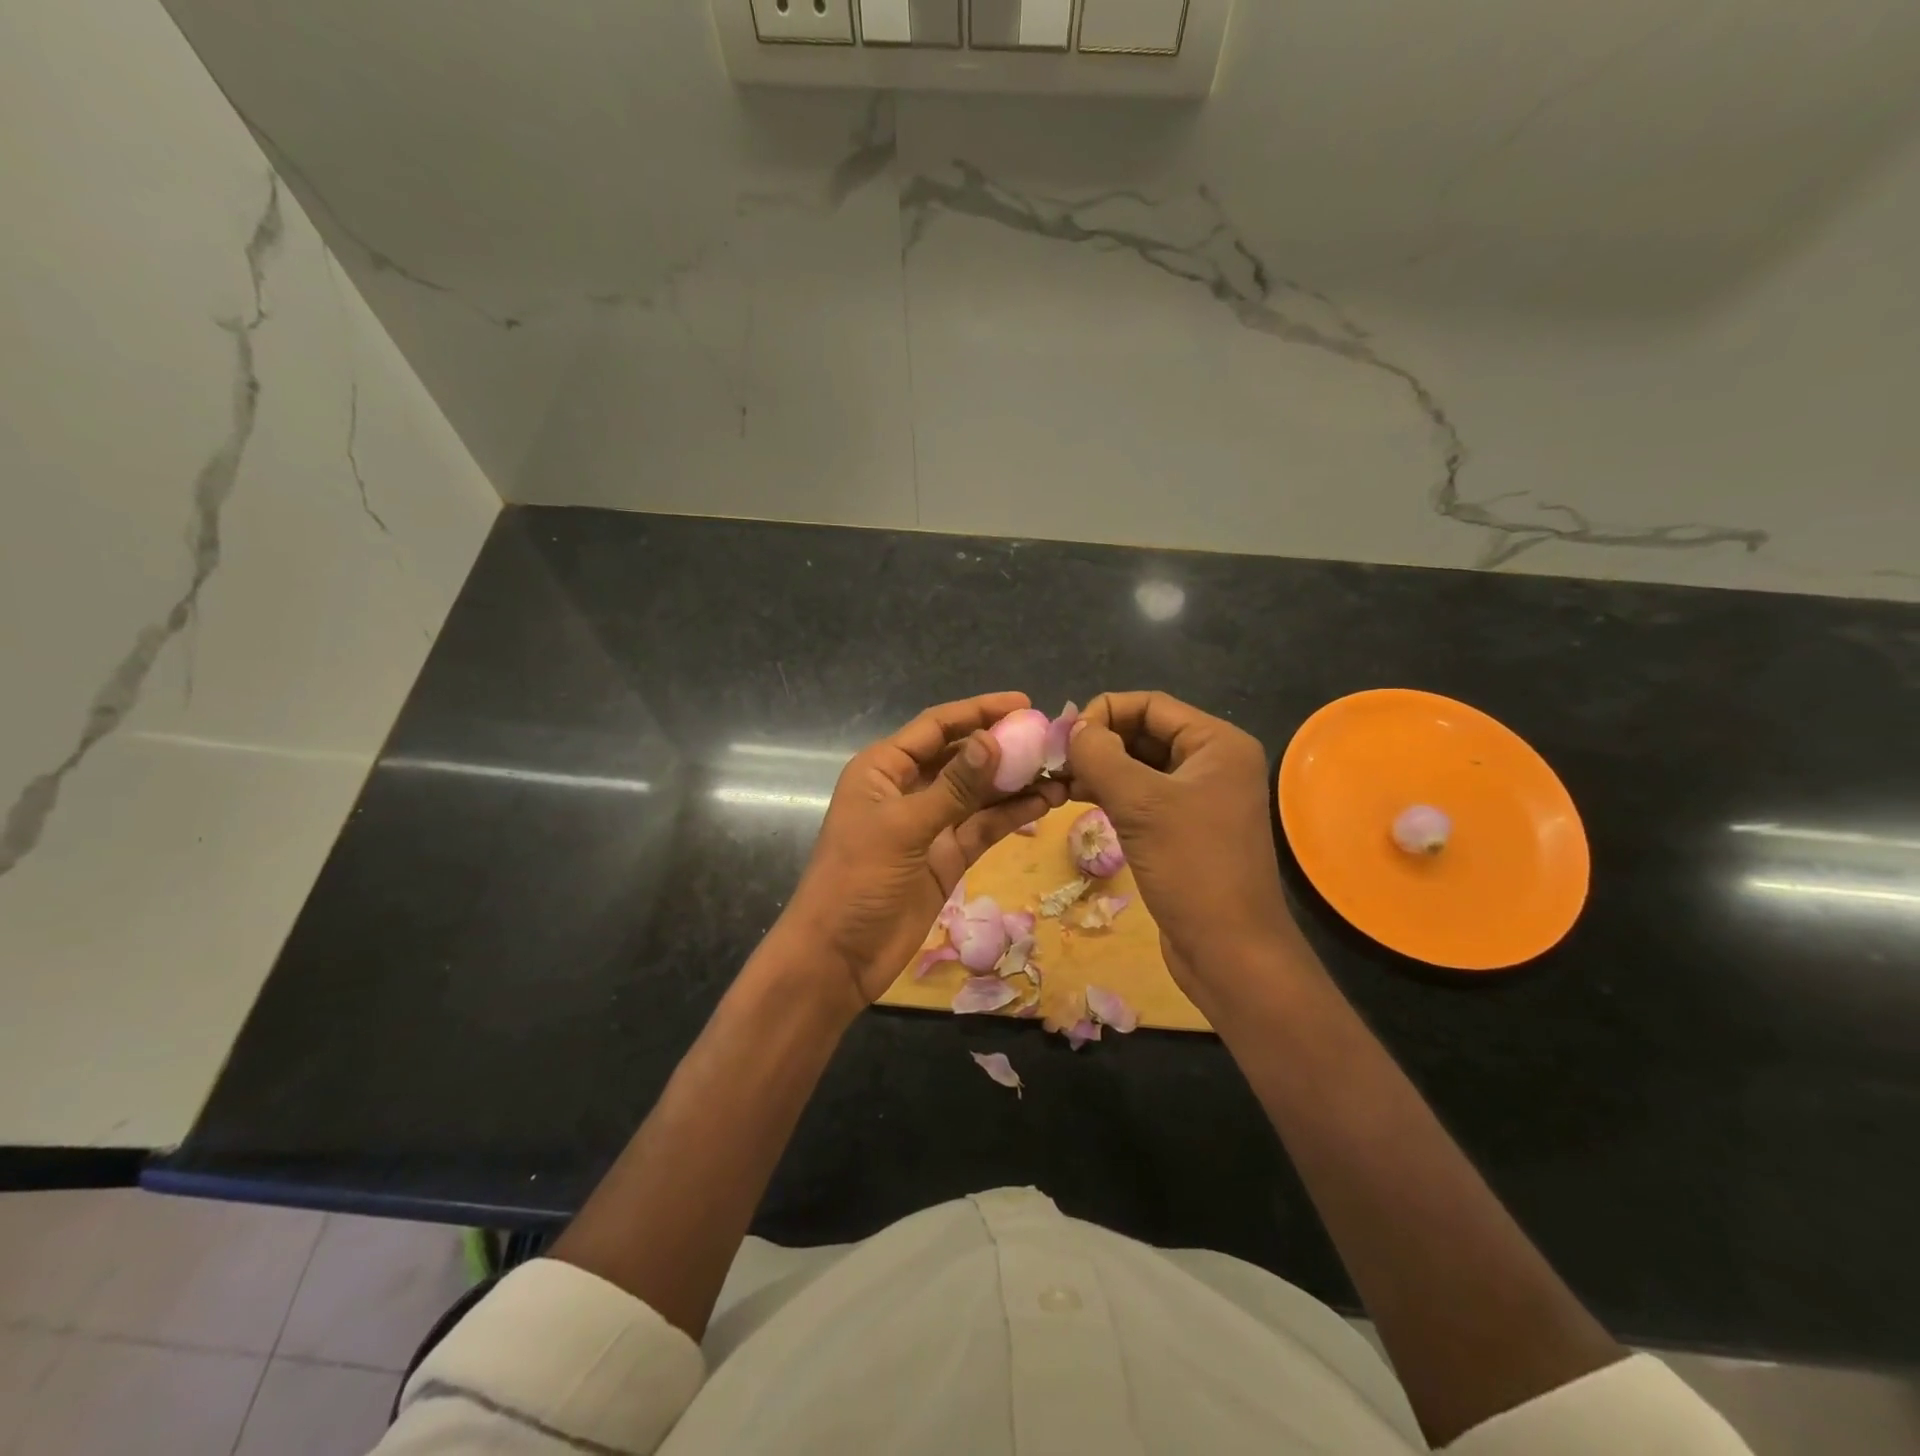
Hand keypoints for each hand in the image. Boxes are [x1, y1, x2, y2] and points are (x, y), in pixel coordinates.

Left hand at [778, 693, 1065, 1016]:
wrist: (838, 958)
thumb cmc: (857, 880)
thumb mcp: (904, 827)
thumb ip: (953, 786)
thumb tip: (994, 739)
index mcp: (885, 768)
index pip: (937, 726)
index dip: (979, 711)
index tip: (1026, 704)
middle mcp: (908, 789)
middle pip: (962, 756)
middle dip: (1004, 747)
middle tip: (1052, 741)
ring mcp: (929, 824)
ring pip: (978, 793)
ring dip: (1015, 783)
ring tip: (1059, 772)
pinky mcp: (946, 857)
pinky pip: (983, 827)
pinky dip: (1011, 815)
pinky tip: (1044, 803)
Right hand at [1065, 691, 1298, 1003]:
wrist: (1229, 950)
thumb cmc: (1191, 867)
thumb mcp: (1140, 804)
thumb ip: (1101, 756)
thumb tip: (1073, 730)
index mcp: (1217, 743)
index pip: (1150, 705)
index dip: (1103, 712)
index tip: (1063, 738)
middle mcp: (1212, 762)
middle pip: (1144, 732)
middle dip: (1099, 742)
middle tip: (1054, 761)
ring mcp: (1199, 796)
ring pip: (1139, 765)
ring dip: (1099, 768)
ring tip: (1058, 782)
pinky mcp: (1184, 827)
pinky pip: (1142, 795)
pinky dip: (1110, 792)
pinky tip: (1077, 800)